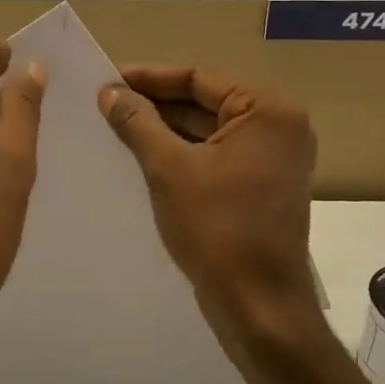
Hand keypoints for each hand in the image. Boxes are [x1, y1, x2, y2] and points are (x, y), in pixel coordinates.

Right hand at [99, 64, 327, 362]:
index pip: (199, 79)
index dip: (149, 78)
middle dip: (155, 104)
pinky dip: (182, 153)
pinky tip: (142, 155)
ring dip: (165, 129)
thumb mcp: (169, 168)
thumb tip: (109, 91)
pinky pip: (216, 155)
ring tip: (116, 126)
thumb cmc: (216, 228)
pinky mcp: (262, 185)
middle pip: (205, 102)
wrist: (257, 305)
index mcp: (268, 111)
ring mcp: (273, 158)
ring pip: (208, 131)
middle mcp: (278, 127)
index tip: (107, 79)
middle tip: (106, 103)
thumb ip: (138, 122)